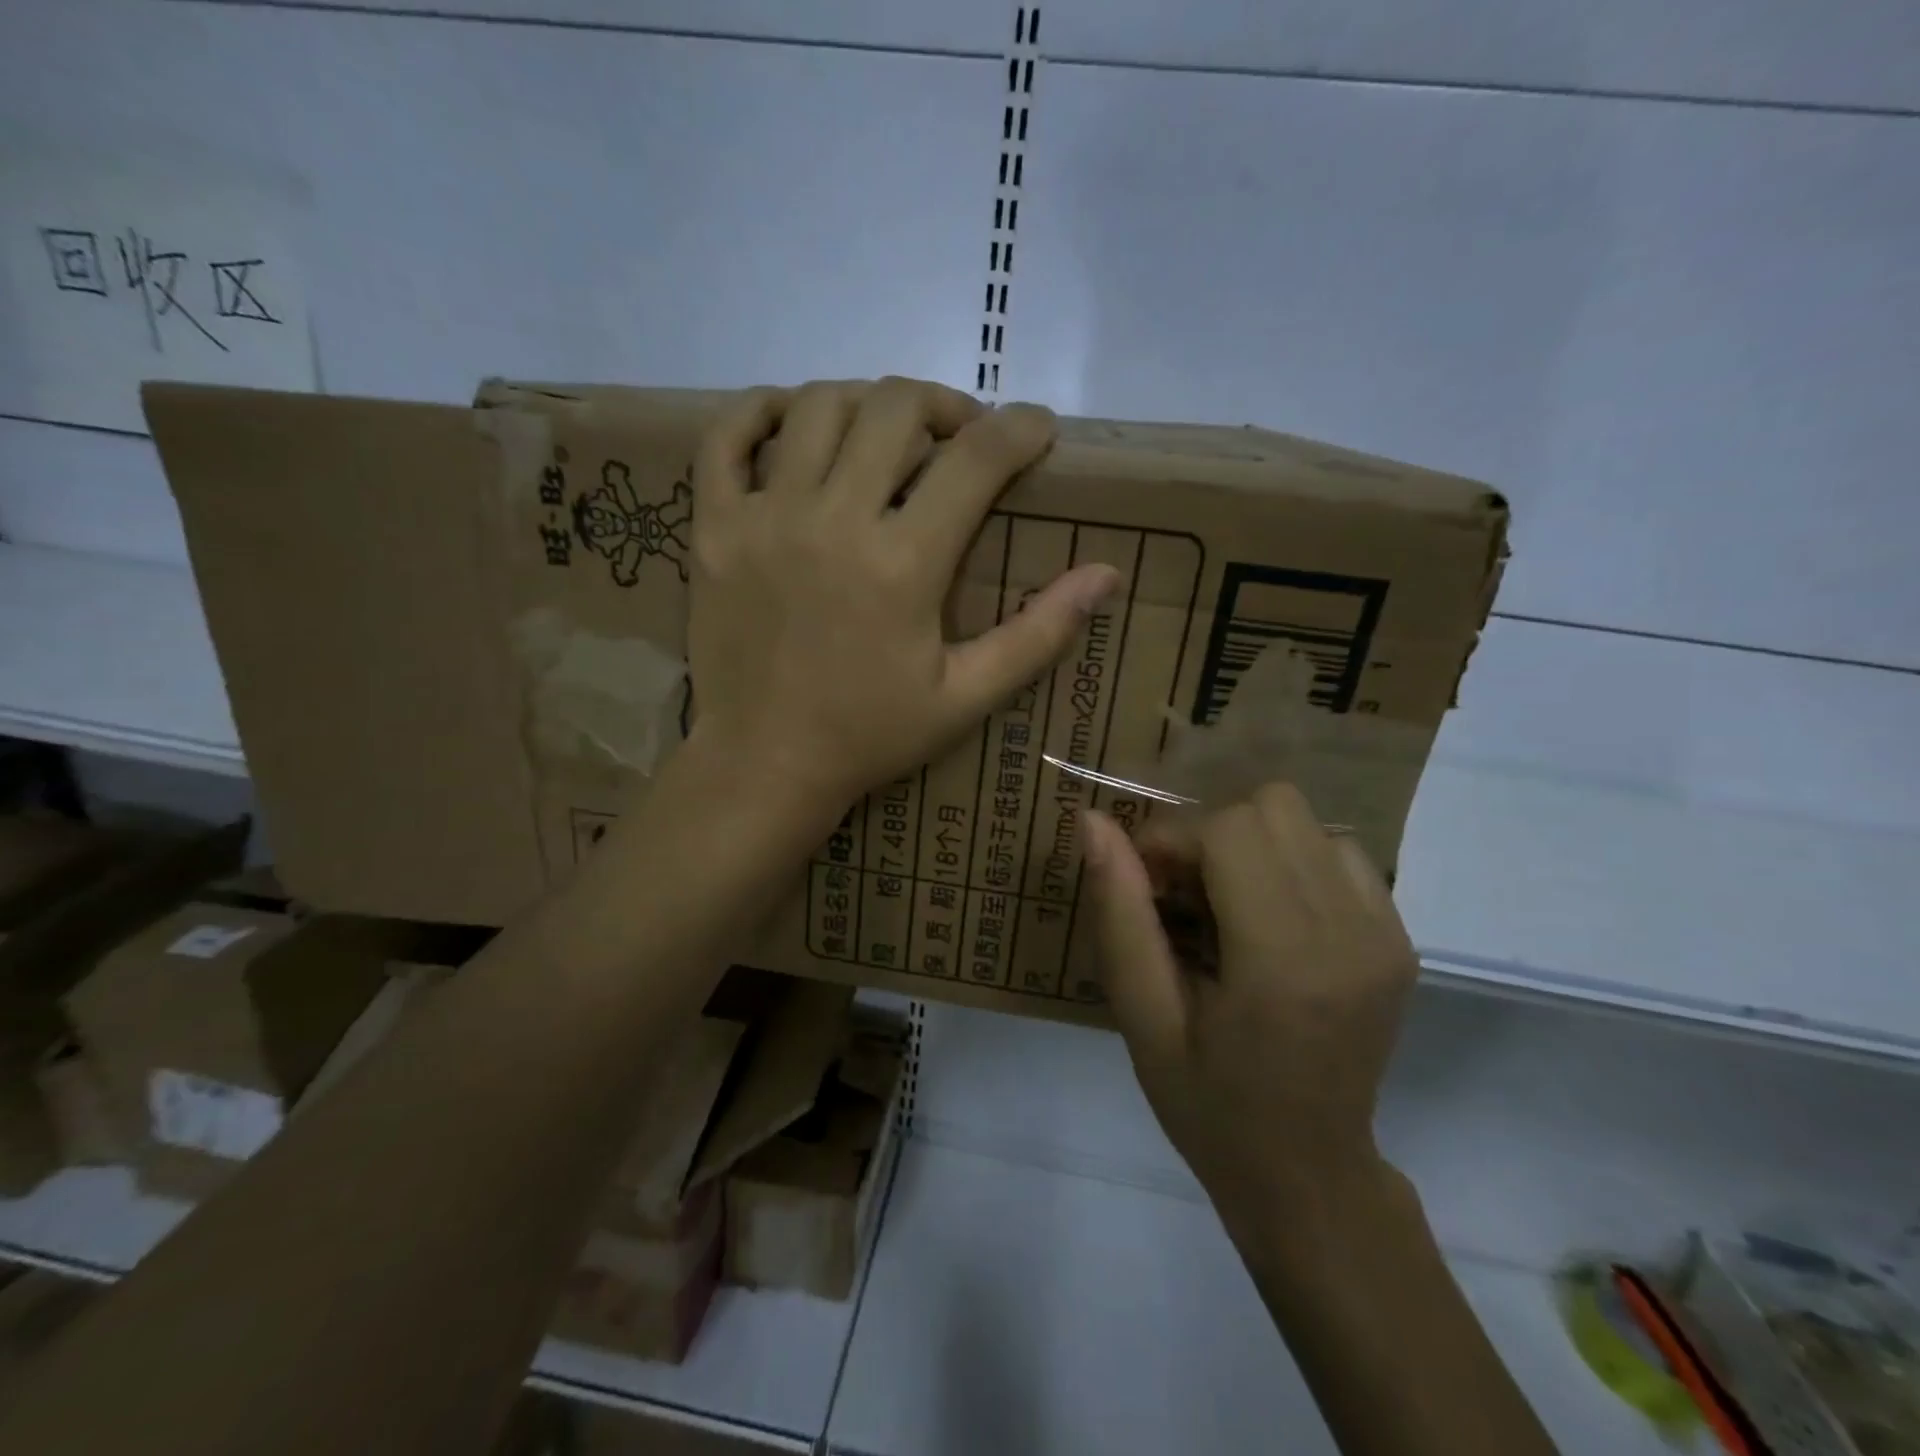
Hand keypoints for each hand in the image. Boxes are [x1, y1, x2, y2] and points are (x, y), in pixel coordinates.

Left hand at [686, 377, 1120, 815]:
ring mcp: (763, 517)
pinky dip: (764, 411)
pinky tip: (796, 426)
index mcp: (904, 564)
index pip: (975, 459)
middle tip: (960, 438)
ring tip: (886, 434)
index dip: (1020, 430)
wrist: (764, 764)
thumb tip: (1107, 575)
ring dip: (866, 401)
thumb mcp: (965, 697)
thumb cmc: (870, 736)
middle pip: (896, 407)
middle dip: (945, 406)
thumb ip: (1037, 634)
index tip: (1037, 429)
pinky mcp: (713, 527)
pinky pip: (727, 435)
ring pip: (818, 404)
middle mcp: (832, 521)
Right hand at [1081, 784, 1418, 1241]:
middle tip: (1182, 895)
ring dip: (1249, 844)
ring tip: (1225, 906)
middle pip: (1272, 808)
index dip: (1172, 839)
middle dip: (1209, 834)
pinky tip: (1267, 916)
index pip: (1230, 830)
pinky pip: (1336, 851)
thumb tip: (1094, 822)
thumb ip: (1118, 914)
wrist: (1309, 1173)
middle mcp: (1351, 933)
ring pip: (1305, 820)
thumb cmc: (1209, 1104)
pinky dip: (1289, 862)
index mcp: (1285, 963)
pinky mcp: (1400, 937)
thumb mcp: (1142, 1016)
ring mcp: (1386, 933)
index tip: (1145, 884)